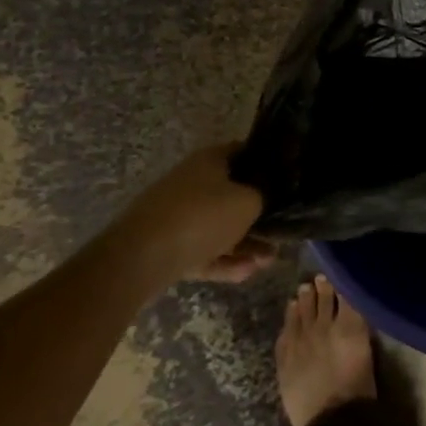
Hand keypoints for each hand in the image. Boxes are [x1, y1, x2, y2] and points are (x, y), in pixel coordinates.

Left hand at [112, 144, 270, 283]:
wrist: (140, 259)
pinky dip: (223, 260)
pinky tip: (246, 273)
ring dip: (245, 243)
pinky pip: (202, 250)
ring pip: (218, 227)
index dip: (266, 163)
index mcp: (209, 160)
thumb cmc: (202, 217)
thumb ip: (263, 198)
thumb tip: (263, 198)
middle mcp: (192, 182)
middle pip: (231, 194)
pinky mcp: (166, 246)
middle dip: (257, 215)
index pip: (244, 152)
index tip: (285, 181)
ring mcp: (176, 215)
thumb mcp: (248, 202)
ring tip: (267, 261)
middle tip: (280, 231)